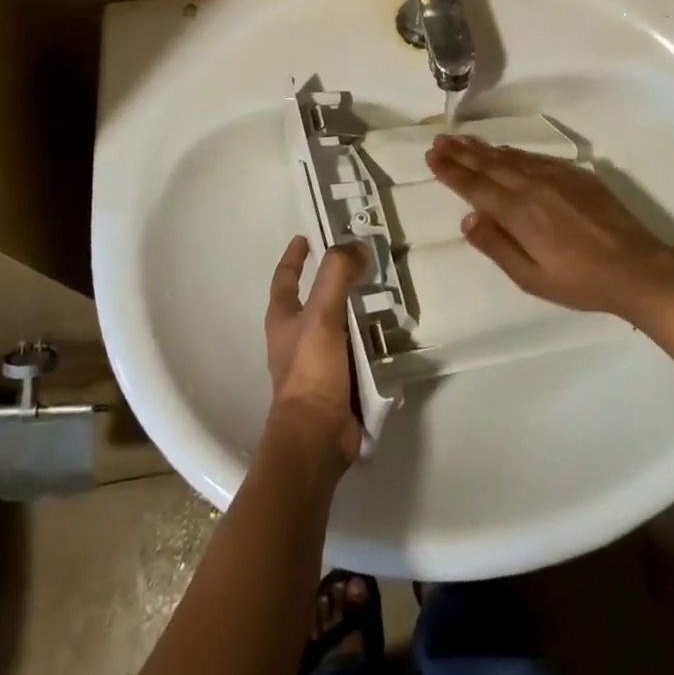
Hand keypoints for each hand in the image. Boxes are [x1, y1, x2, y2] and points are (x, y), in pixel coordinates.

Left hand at [264, 236, 366, 470]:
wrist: (316, 438)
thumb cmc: (311, 371)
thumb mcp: (322, 315)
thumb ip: (337, 275)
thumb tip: (357, 245)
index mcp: (283, 319)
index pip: (285, 277)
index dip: (295, 256)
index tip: (308, 236)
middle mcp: (295, 338)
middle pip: (314, 298)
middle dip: (334, 280)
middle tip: (363, 261)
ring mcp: (316, 362)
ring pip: (338, 324)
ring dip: (356, 309)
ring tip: (383, 292)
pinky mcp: (337, 382)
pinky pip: (355, 351)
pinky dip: (369, 338)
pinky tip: (389, 332)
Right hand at [425, 134, 673, 319]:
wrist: (637, 267)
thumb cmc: (581, 281)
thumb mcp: (532, 278)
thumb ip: (497, 246)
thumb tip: (468, 218)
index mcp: (518, 212)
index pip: (476, 186)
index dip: (451, 170)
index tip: (432, 156)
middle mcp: (532, 186)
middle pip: (489, 164)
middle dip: (461, 152)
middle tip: (439, 140)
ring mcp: (556, 176)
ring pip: (511, 157)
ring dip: (483, 148)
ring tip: (462, 140)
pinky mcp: (575, 174)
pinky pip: (534, 157)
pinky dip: (513, 152)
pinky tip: (505, 152)